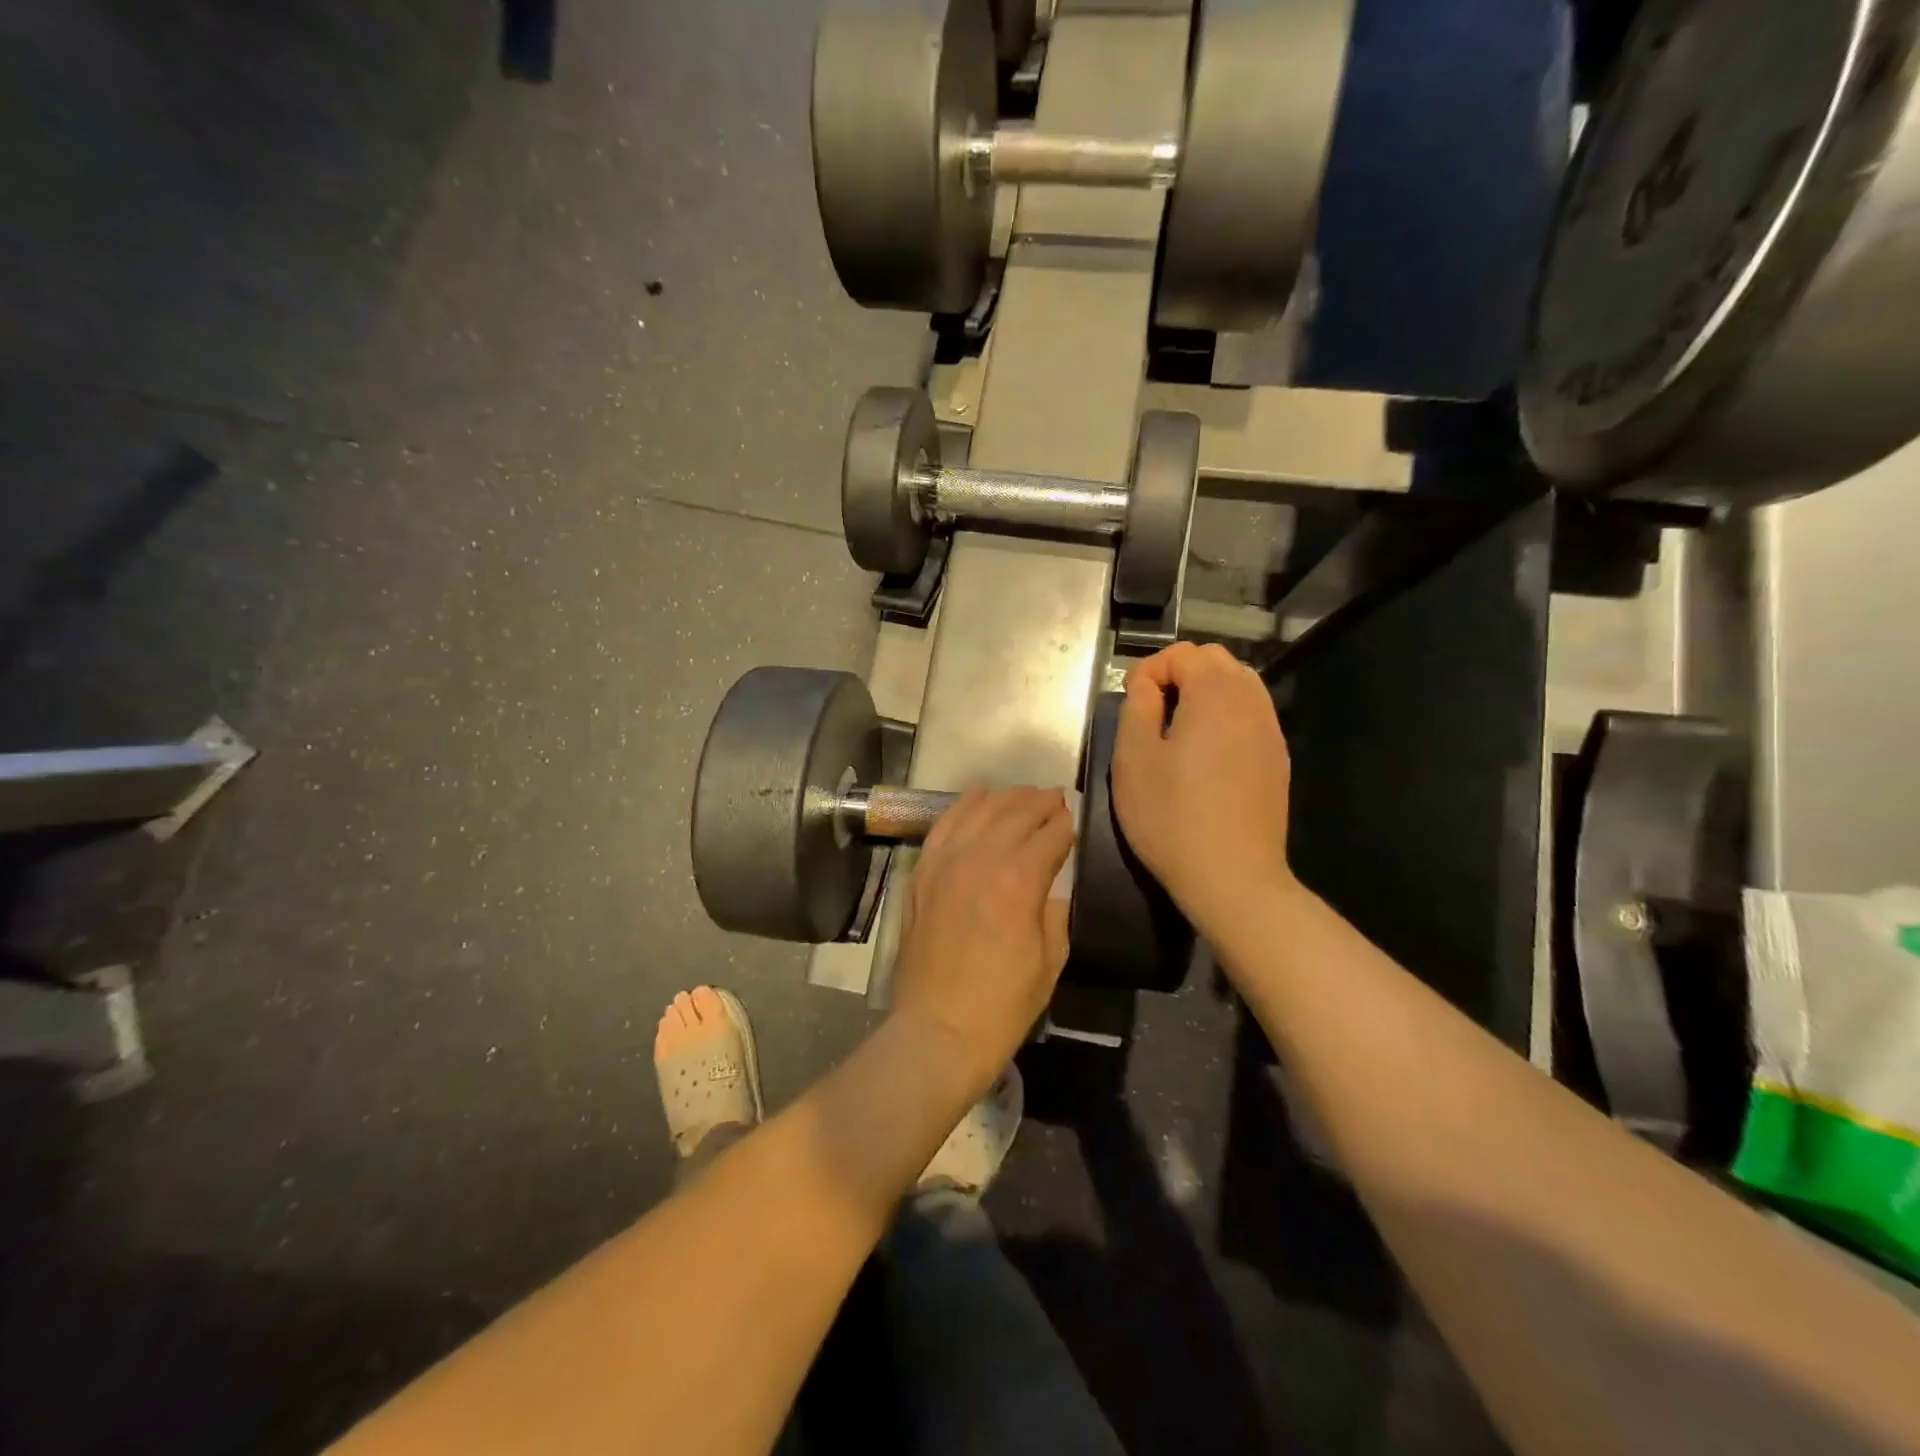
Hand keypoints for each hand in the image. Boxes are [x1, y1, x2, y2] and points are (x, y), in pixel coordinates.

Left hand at [890, 787, 1074, 1096]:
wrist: (938, 1029)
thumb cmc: (1003, 1003)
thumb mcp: (1051, 959)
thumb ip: (1056, 910)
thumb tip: (1053, 883)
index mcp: (1019, 881)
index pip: (1051, 834)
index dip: (1067, 824)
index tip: (1075, 819)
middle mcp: (981, 859)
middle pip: (1016, 812)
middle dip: (1041, 802)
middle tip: (1056, 800)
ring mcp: (946, 862)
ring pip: (980, 810)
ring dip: (1007, 797)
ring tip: (1024, 795)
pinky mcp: (923, 871)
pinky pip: (944, 824)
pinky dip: (964, 805)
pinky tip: (979, 796)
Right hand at [1110, 643, 1294, 931]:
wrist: (1232, 876)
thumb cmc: (1171, 815)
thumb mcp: (1133, 757)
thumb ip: (1137, 705)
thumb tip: (1147, 684)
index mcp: (1214, 694)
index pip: (1182, 653)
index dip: (1149, 669)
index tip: (1130, 702)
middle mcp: (1250, 702)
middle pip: (1216, 661)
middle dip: (1179, 674)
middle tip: (1150, 712)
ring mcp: (1270, 731)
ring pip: (1239, 686)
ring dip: (1205, 693)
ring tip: (1177, 729)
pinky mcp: (1277, 760)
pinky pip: (1251, 716)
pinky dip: (1226, 716)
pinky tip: (1206, 754)